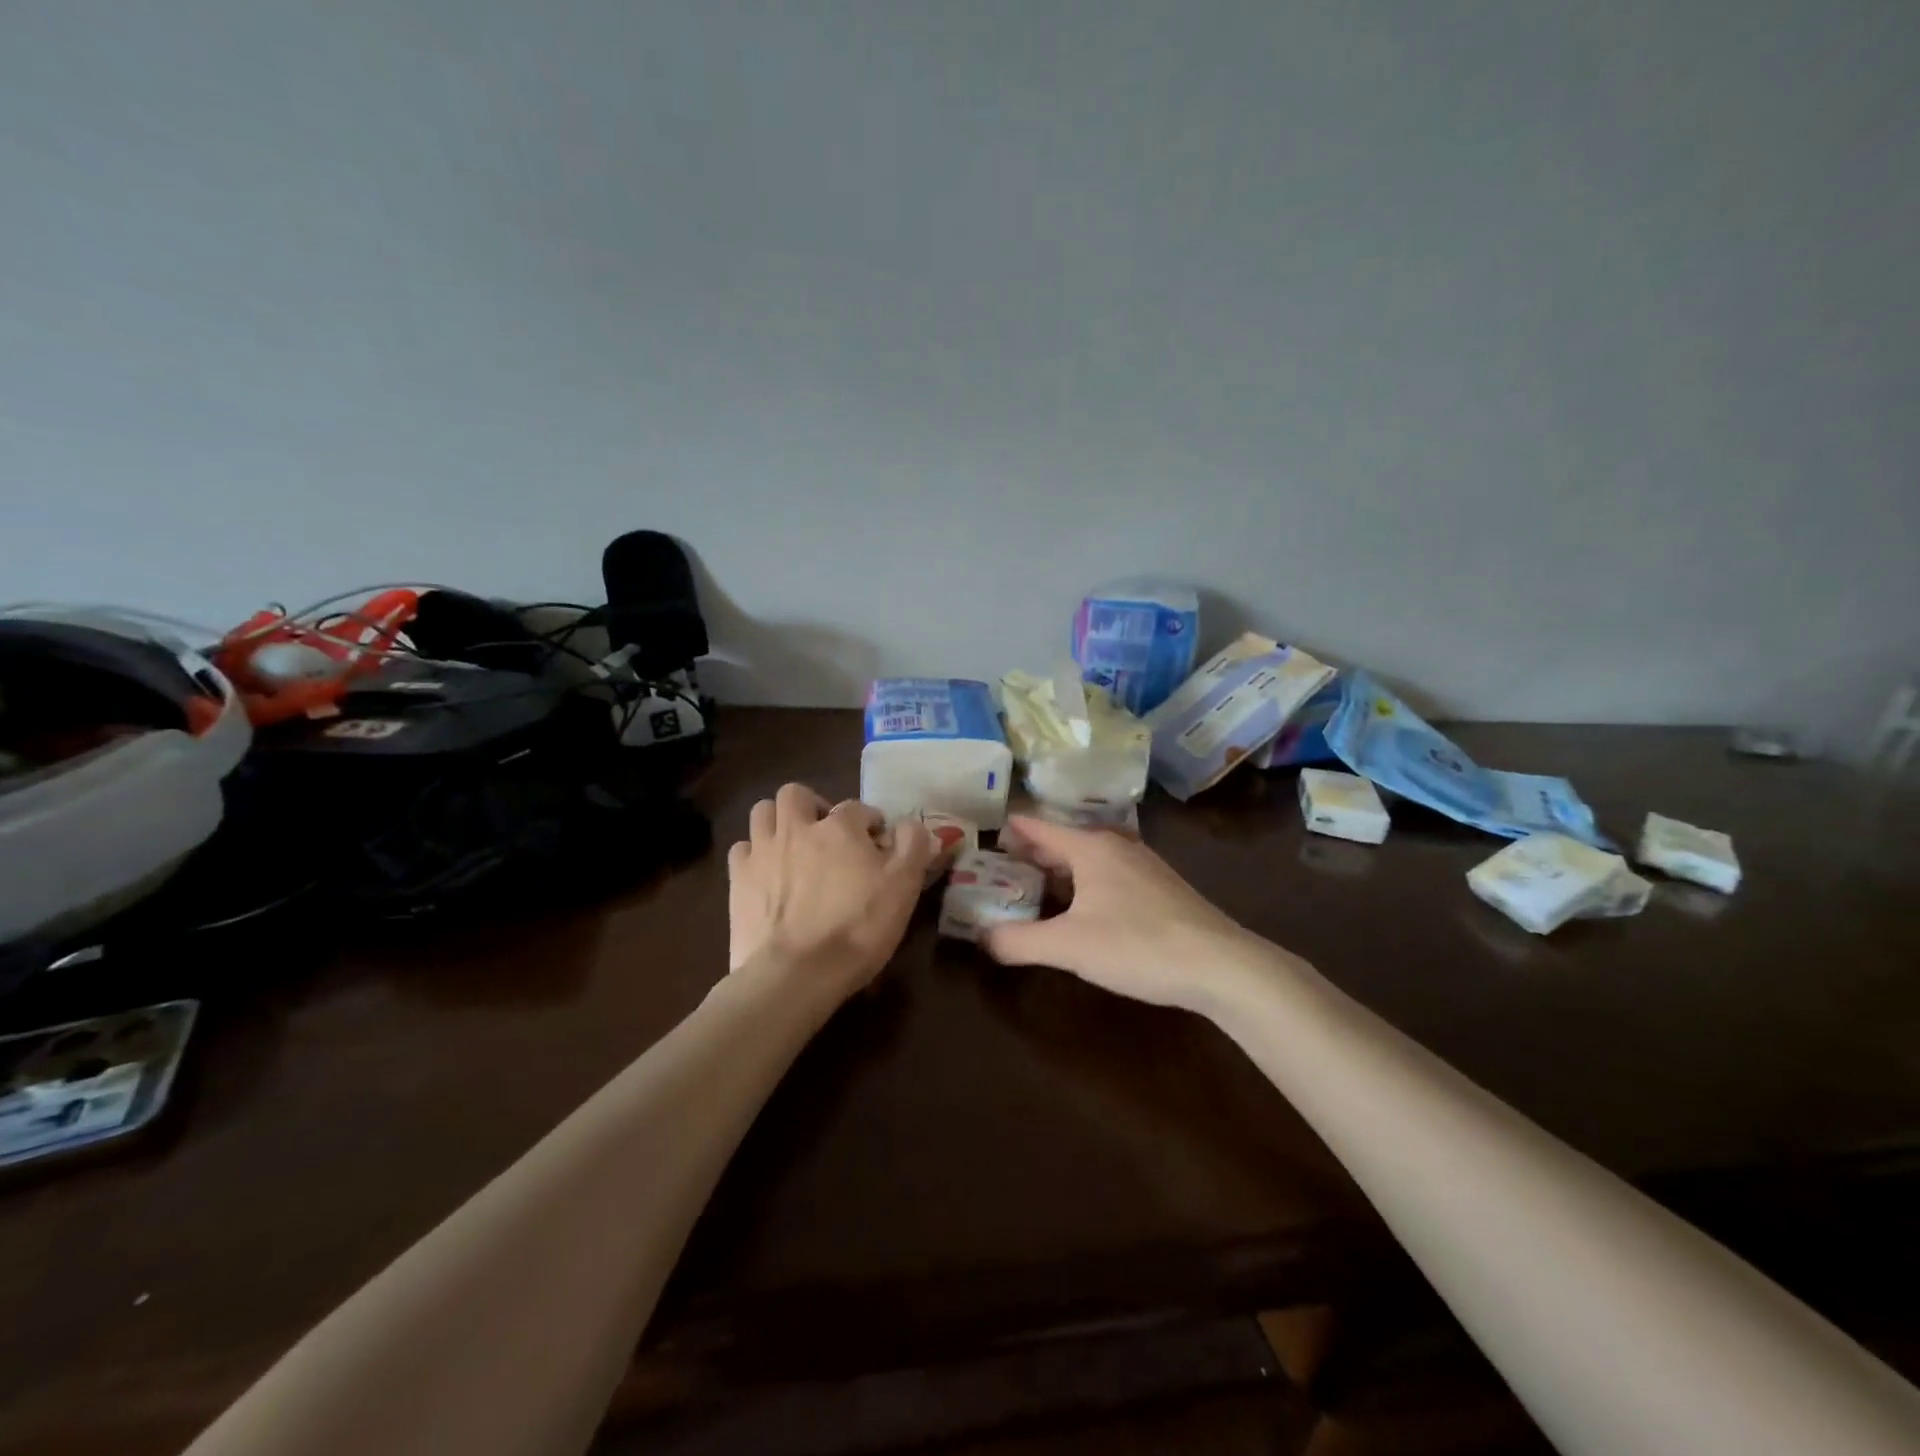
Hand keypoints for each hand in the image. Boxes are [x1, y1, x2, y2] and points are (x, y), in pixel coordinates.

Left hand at [727, 783, 935, 996]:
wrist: (796, 974)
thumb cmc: (857, 928)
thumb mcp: (903, 888)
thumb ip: (913, 847)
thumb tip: (914, 825)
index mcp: (839, 827)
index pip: (857, 808)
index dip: (870, 823)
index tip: (877, 844)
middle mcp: (796, 828)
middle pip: (796, 794)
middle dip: (812, 805)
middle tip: (825, 832)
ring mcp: (762, 852)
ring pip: (763, 812)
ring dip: (778, 821)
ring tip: (793, 845)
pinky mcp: (737, 880)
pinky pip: (742, 849)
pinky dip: (754, 853)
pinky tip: (766, 872)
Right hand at [981, 816, 1274, 1010]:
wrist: (1221, 966)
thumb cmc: (1138, 945)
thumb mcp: (1068, 947)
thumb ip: (1018, 942)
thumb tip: (982, 939)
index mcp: (1090, 848)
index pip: (1039, 827)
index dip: (1011, 830)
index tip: (986, 834)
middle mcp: (1116, 846)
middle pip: (1064, 841)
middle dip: (1032, 852)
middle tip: (1000, 866)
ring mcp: (1144, 866)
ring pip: (1089, 858)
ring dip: (1060, 868)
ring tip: (1035, 885)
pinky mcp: (1162, 888)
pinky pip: (1110, 873)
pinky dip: (1085, 882)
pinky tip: (1084, 907)